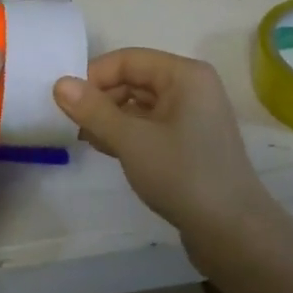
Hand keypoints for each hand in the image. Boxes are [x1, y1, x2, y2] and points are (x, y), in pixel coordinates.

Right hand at [53, 48, 275, 241]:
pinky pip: (151, 125)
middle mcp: (191, 87)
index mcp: (184, 75)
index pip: (129, 60)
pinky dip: (128, 132)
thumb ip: (94, 110)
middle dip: (102, 98)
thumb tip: (59, 83)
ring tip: (85, 138)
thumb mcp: (131, 140)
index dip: (94, 76)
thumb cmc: (183, 175)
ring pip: (141, 104)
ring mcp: (193, 116)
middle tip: (72, 124)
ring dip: (112, 117)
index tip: (66, 102)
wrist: (233, 233)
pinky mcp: (190, 142)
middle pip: (135, 79)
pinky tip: (106, 148)